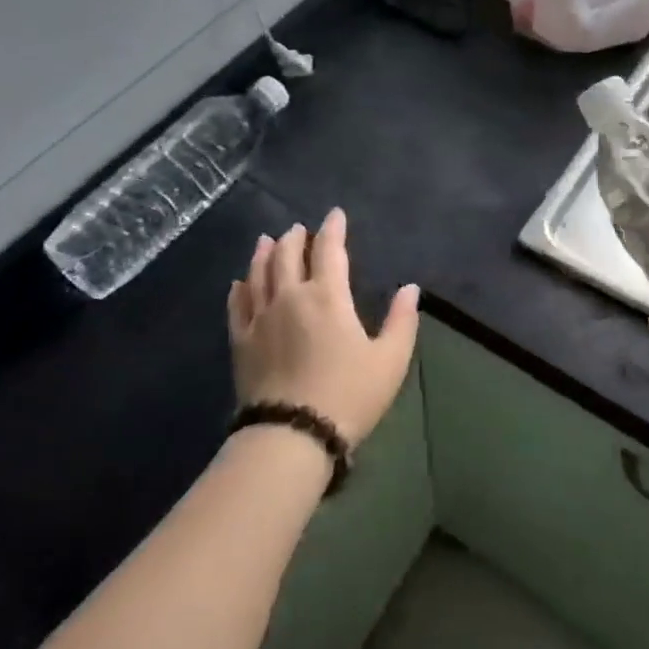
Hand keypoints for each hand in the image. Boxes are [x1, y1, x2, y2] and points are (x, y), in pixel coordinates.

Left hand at [228, 208, 420, 447]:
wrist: (292, 434)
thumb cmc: (349, 395)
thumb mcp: (390, 360)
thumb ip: (401, 321)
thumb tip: (410, 288)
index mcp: (328, 297)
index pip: (330, 250)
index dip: (333, 229)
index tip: (335, 215)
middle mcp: (290, 296)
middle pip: (288, 255)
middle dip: (296, 237)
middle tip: (299, 229)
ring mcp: (261, 317)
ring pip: (258, 273)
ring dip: (264, 253)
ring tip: (267, 240)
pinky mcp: (241, 340)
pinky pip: (237, 304)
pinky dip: (239, 288)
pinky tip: (239, 282)